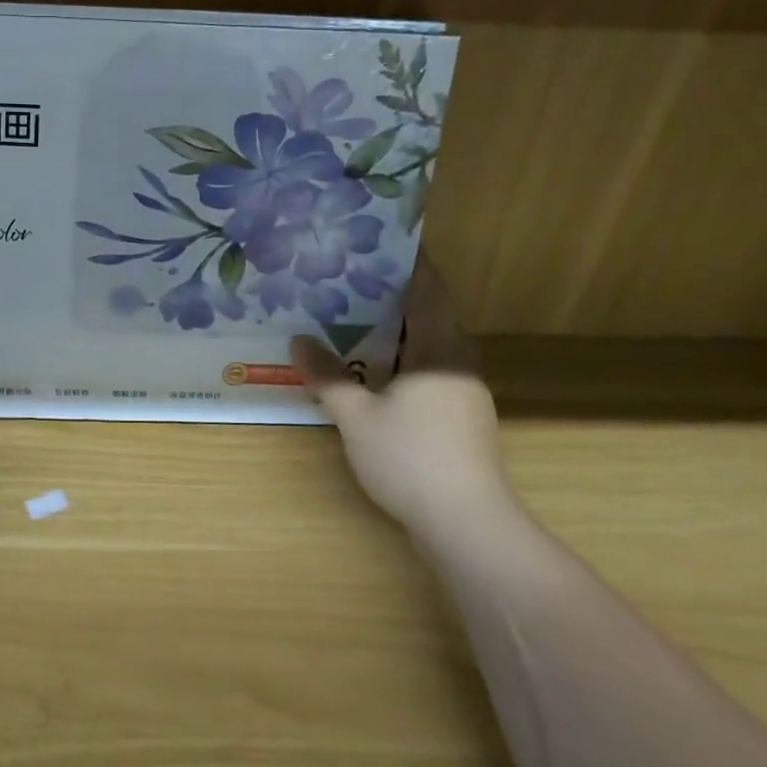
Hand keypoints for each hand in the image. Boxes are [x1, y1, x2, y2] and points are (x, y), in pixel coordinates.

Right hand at [291, 261, 508, 537]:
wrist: (467, 525)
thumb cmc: (411, 458)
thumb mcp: (356, 416)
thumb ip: (328, 376)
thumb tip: (299, 340)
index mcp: (439, 349)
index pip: (428, 290)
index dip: (409, 263)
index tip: (379, 242)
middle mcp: (458, 362)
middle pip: (431, 314)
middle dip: (394, 295)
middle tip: (350, 279)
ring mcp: (464, 392)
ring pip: (431, 345)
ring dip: (398, 330)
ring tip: (353, 318)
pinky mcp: (462, 417)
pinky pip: (431, 369)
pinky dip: (403, 358)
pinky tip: (373, 369)